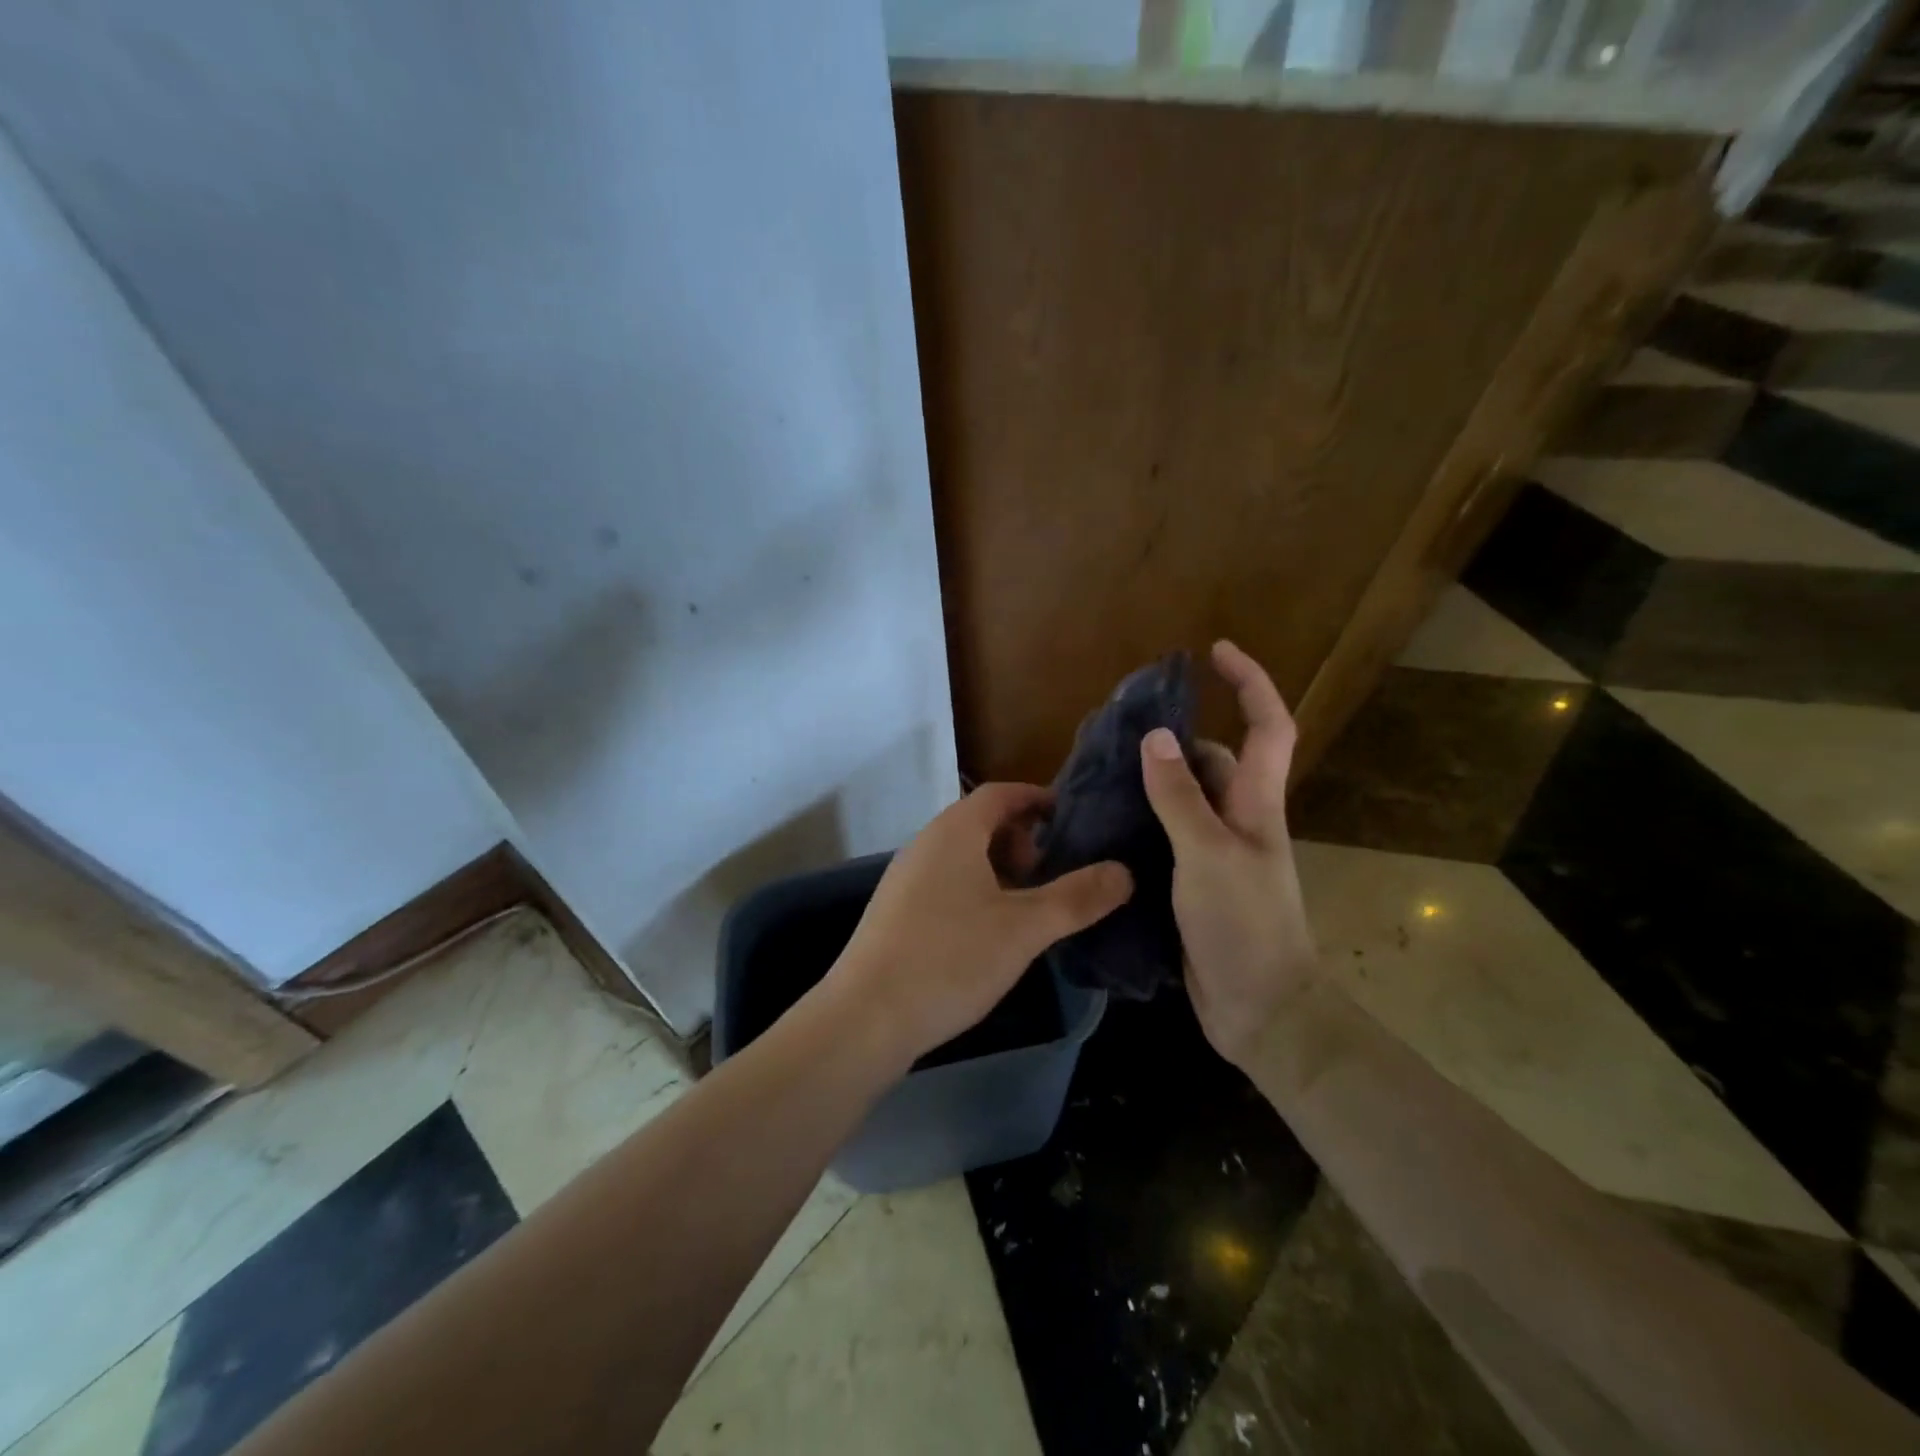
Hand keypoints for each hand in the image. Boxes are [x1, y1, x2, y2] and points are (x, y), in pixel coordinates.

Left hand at [824, 784, 1133, 1071]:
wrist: (864, 1018)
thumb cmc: (949, 959)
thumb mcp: (1024, 929)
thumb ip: (1077, 898)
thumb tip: (1124, 871)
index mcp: (954, 831)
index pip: (1001, 793)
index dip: (1039, 799)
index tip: (1073, 820)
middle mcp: (926, 844)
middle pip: (982, 823)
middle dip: (1023, 841)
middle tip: (1055, 874)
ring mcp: (906, 878)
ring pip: (964, 857)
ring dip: (1001, 870)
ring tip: (1031, 907)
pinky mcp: (897, 912)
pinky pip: (946, 884)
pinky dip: (977, 892)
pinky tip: (992, 935)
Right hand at [1140, 640, 1317, 1067]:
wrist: (1260, 1011)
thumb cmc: (1244, 926)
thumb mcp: (1208, 855)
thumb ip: (1180, 797)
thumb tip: (1155, 737)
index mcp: (1256, 804)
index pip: (1267, 726)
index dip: (1249, 683)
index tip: (1214, 652)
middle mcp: (1239, 820)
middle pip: (1212, 761)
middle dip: (1175, 739)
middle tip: (1118, 732)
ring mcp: (1216, 853)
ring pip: (1183, 800)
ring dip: (1151, 782)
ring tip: (1098, 773)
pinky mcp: (1194, 882)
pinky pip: (1166, 836)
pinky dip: (1141, 822)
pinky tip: (1104, 823)